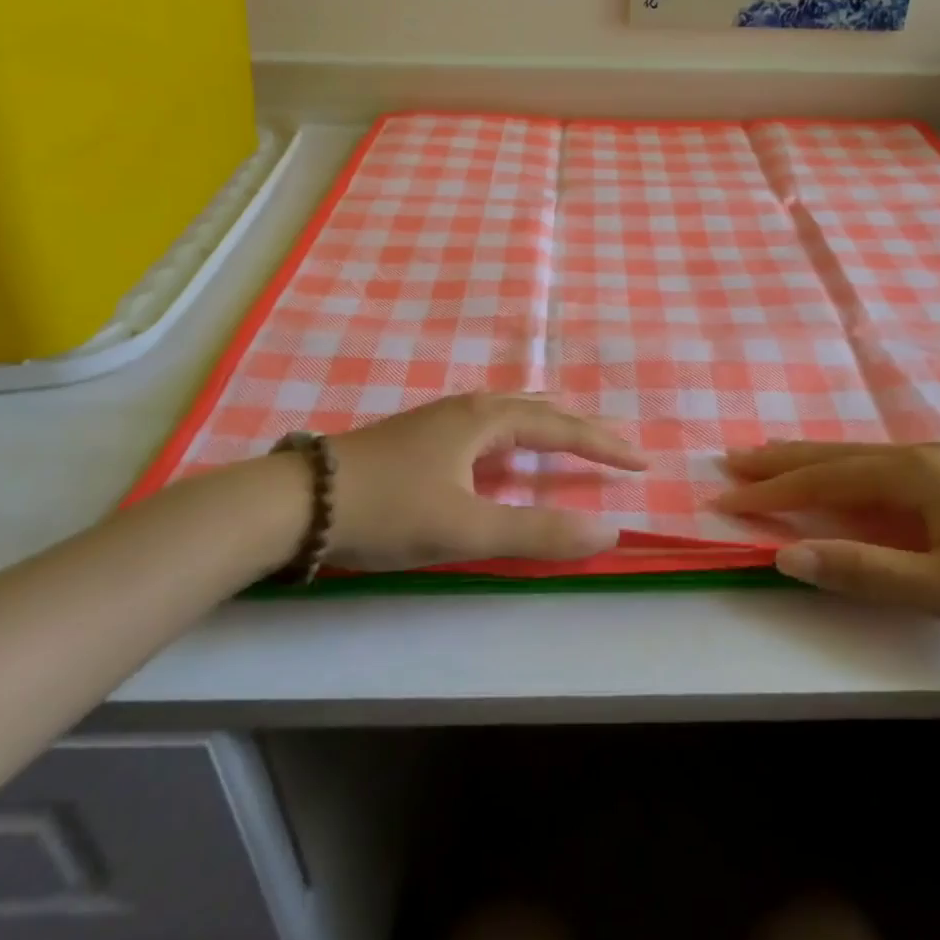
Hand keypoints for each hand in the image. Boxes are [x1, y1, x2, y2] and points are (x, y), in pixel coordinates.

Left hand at [319, 393, 646, 571]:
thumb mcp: (466, 528)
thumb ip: (537, 531)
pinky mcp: (422, 434)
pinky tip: (505, 447)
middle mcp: (469, 408)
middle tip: (615, 444)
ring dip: (549, 424)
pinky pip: (489, 422)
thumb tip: (607, 530)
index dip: (603, 445)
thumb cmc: (389, 509)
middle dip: (581, 426)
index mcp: (486, 420)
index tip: (640, 462)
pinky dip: (519, 430)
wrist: (299, 500)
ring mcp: (441, 418)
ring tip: (571, 434)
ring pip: (510, 411)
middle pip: (539, 408)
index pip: (561, 426)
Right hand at [718, 441, 939, 644]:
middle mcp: (917, 457)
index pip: (820, 483)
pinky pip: (880, 467)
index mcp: (909, 475)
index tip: (722, 499)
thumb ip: (863, 570)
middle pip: (832, 456)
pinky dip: (843, 469)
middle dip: (779, 461)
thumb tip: (787, 555)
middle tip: (731, 460)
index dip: (769, 494)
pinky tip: (844, 476)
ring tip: (771, 459)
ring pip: (857, 457)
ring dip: (809, 460)